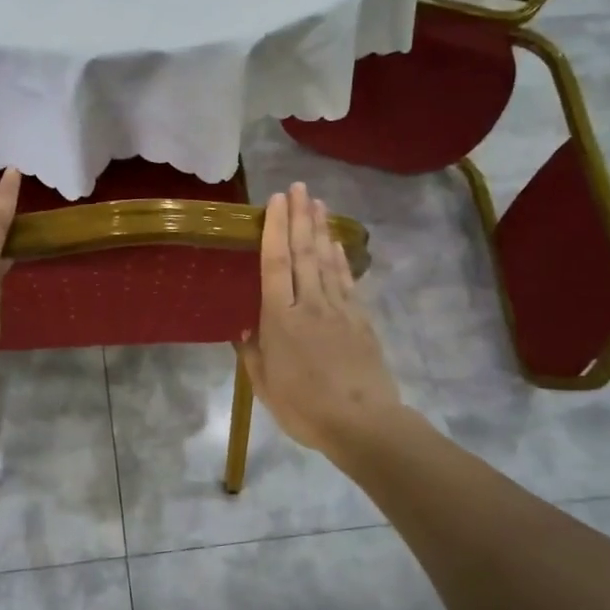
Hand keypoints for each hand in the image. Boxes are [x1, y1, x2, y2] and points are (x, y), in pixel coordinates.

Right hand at [237, 183, 403, 457]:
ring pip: (326, 260)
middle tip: (298, 187)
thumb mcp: (265, 387)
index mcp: (280, 319)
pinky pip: (347, 280)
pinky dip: (341, 258)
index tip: (276, 200)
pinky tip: (336, 243)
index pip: (275, 263)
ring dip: (320, 228)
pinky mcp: (360, 319)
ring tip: (317, 202)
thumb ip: (253, 356)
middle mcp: (309, 304)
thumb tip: (247, 332)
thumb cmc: (305, 408)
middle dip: (299, 216)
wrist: (363, 423)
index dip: (274, 229)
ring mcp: (339, 309)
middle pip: (302, 252)